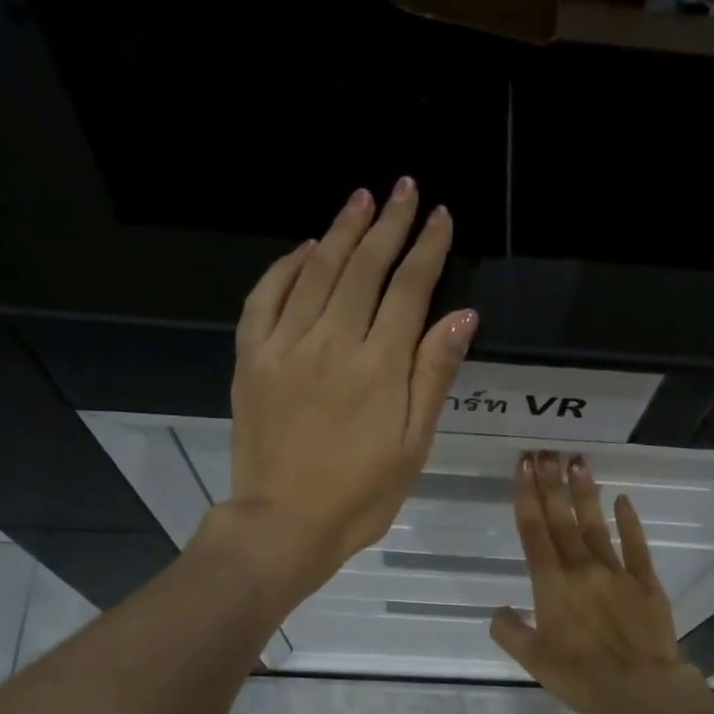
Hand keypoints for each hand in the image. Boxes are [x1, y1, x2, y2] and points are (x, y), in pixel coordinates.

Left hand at [224, 179, 476, 599]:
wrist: (283, 524)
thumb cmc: (361, 496)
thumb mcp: (413, 445)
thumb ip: (433, 376)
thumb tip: (461, 315)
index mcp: (378, 366)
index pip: (409, 290)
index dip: (427, 249)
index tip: (440, 215)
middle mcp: (331, 342)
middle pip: (363, 268)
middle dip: (388, 225)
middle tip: (404, 189)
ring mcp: (285, 347)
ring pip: (316, 272)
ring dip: (341, 232)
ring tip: (361, 200)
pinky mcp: (251, 359)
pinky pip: (265, 298)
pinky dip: (285, 268)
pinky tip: (304, 250)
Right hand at [490, 452, 708, 713]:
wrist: (641, 689)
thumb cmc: (581, 677)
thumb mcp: (533, 660)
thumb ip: (510, 632)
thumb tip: (499, 611)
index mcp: (552, 586)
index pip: (534, 534)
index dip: (527, 499)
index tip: (522, 469)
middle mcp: (582, 569)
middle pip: (562, 521)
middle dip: (550, 485)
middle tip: (544, 453)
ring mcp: (617, 572)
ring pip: (595, 526)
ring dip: (584, 493)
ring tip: (576, 462)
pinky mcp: (646, 582)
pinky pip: (635, 546)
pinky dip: (628, 522)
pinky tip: (622, 500)